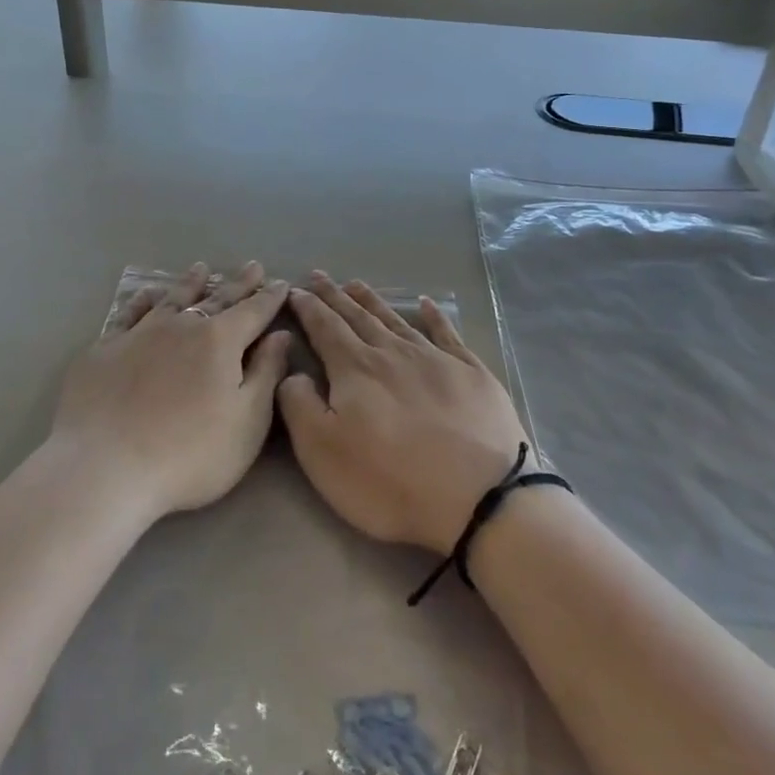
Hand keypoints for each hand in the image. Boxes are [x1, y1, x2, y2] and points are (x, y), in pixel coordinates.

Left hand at [51, 262, 291, 523]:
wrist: (104, 467)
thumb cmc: (189, 453)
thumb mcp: (247, 422)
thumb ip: (266, 373)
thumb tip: (280, 335)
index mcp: (220, 341)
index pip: (253, 312)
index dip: (269, 298)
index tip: (282, 282)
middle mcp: (181, 326)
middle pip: (216, 299)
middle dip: (238, 284)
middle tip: (252, 265)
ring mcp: (139, 334)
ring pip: (172, 300)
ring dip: (189, 284)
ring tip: (200, 268)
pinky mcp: (104, 350)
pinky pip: (129, 315)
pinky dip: (141, 301)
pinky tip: (145, 294)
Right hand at [277, 274, 528, 555]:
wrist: (481, 498)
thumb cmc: (390, 481)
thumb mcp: (322, 452)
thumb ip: (298, 405)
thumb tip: (293, 372)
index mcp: (355, 369)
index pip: (324, 327)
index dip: (307, 308)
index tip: (293, 290)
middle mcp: (392, 352)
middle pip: (357, 316)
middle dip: (334, 296)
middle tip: (319, 275)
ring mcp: (435, 359)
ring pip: (395, 320)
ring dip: (372, 300)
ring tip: (356, 284)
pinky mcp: (471, 373)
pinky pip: (447, 333)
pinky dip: (435, 316)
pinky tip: (428, 303)